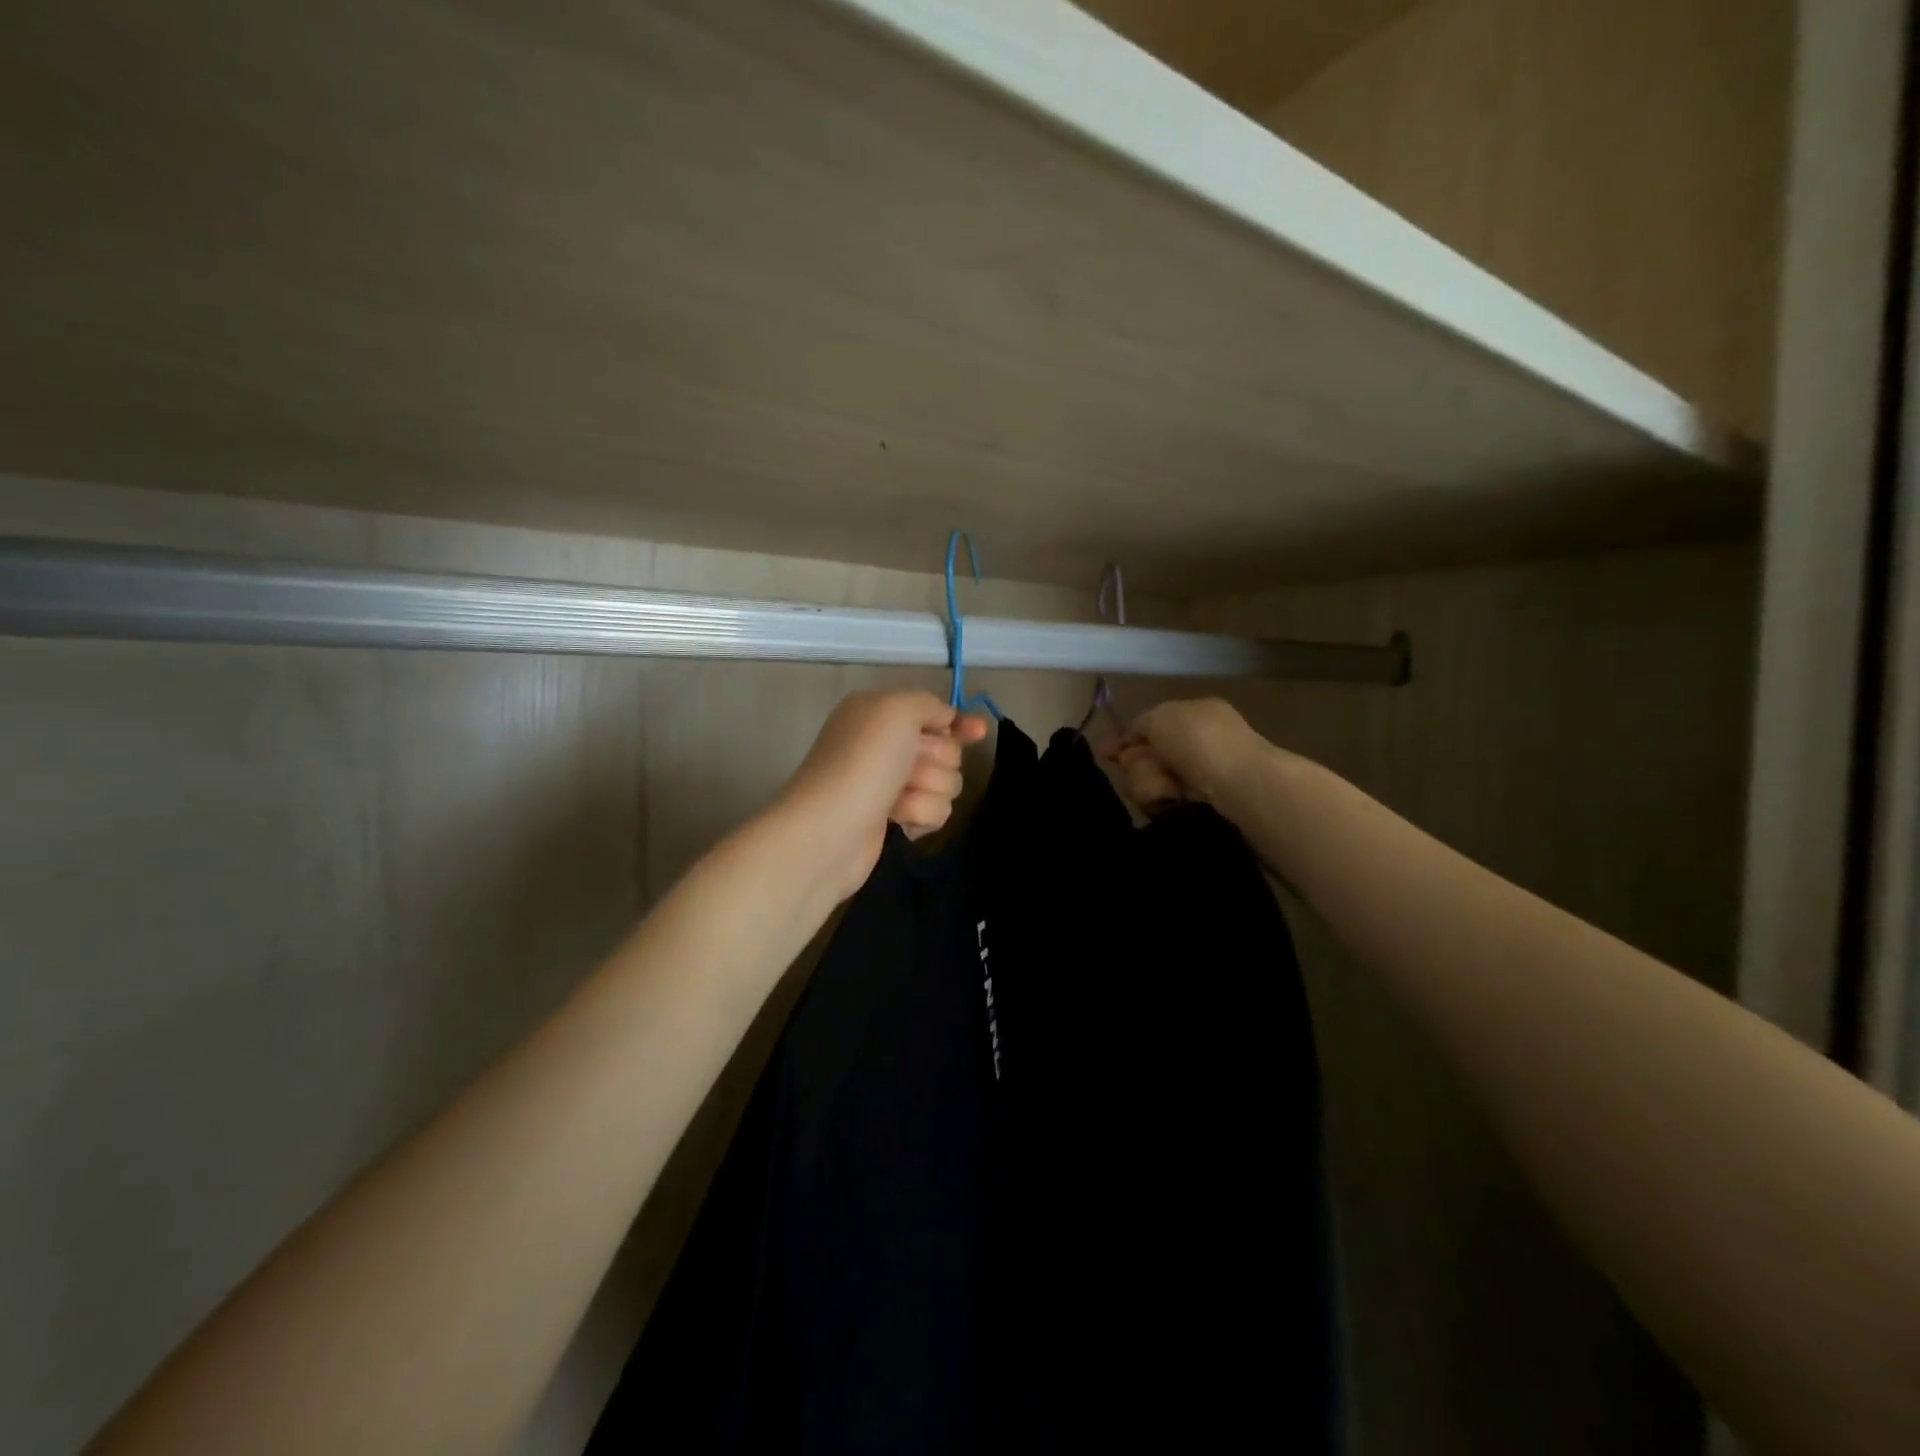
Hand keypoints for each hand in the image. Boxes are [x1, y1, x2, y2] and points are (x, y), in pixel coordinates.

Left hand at [778, 690, 989, 898]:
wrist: (831, 829)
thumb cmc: (863, 762)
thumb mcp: (897, 710)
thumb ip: (930, 704)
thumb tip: (948, 719)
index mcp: (882, 713)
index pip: (935, 713)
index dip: (960, 722)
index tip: (978, 732)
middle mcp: (887, 745)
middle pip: (948, 749)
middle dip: (936, 761)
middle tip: (908, 769)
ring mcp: (891, 784)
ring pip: (947, 783)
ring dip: (927, 791)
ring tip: (897, 800)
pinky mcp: (896, 819)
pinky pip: (936, 811)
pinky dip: (920, 815)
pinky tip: (898, 820)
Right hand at [1106, 698, 1271, 808]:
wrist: (1241, 787)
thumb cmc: (1200, 742)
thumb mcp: (1160, 717)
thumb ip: (1140, 724)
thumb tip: (1130, 741)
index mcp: (1197, 714)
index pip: (1152, 725)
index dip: (1127, 739)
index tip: (1107, 754)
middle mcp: (1201, 743)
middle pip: (1148, 757)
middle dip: (1140, 765)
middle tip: (1146, 770)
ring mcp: (1204, 776)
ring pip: (1153, 782)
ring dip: (1150, 784)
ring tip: (1166, 790)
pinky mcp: (1205, 806)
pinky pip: (1167, 804)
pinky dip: (1164, 803)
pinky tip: (1173, 803)